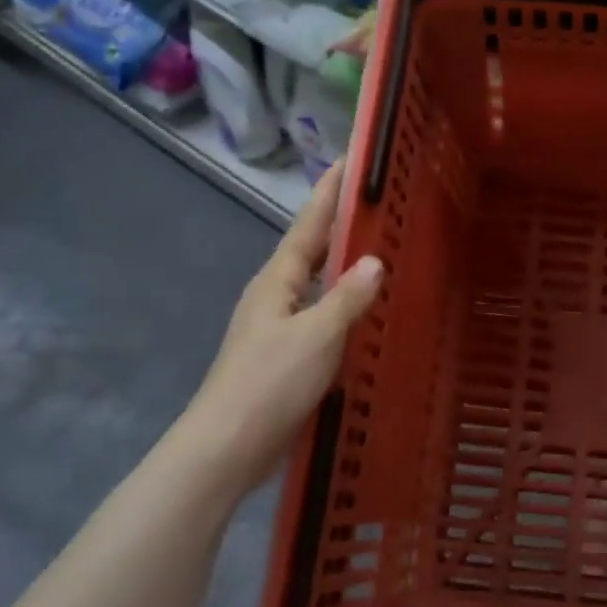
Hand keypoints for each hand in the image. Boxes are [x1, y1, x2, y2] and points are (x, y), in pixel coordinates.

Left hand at [173, 164, 384, 490]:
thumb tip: (375, 261)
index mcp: (277, 281)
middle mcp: (274, 295)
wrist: (228, 446)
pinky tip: (363, 313)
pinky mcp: (285, 355)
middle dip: (338, 224)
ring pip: (316, 284)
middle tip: (376, 203)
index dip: (329, 193)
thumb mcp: (316, 335)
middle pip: (311, 250)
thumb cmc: (270, 382)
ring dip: (342, 265)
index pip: (309, 225)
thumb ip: (347, 297)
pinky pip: (320, 315)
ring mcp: (277, 327)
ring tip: (378, 250)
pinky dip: (342, 304)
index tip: (349, 161)